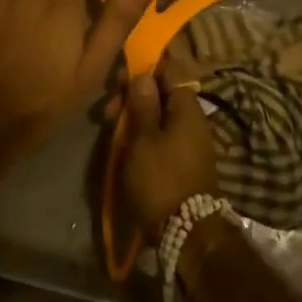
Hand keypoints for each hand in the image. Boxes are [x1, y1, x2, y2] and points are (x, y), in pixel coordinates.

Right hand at [118, 48, 220, 243]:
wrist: (187, 233)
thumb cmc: (161, 179)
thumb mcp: (143, 138)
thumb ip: (143, 103)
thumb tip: (144, 74)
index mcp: (187, 107)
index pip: (170, 70)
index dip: (145, 68)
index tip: (120, 76)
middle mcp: (193, 119)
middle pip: (162, 94)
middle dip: (134, 96)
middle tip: (108, 110)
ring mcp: (191, 141)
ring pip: (160, 116)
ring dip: (136, 117)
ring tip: (110, 128)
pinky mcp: (185, 161)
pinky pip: (164, 135)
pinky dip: (145, 135)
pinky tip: (126, 144)